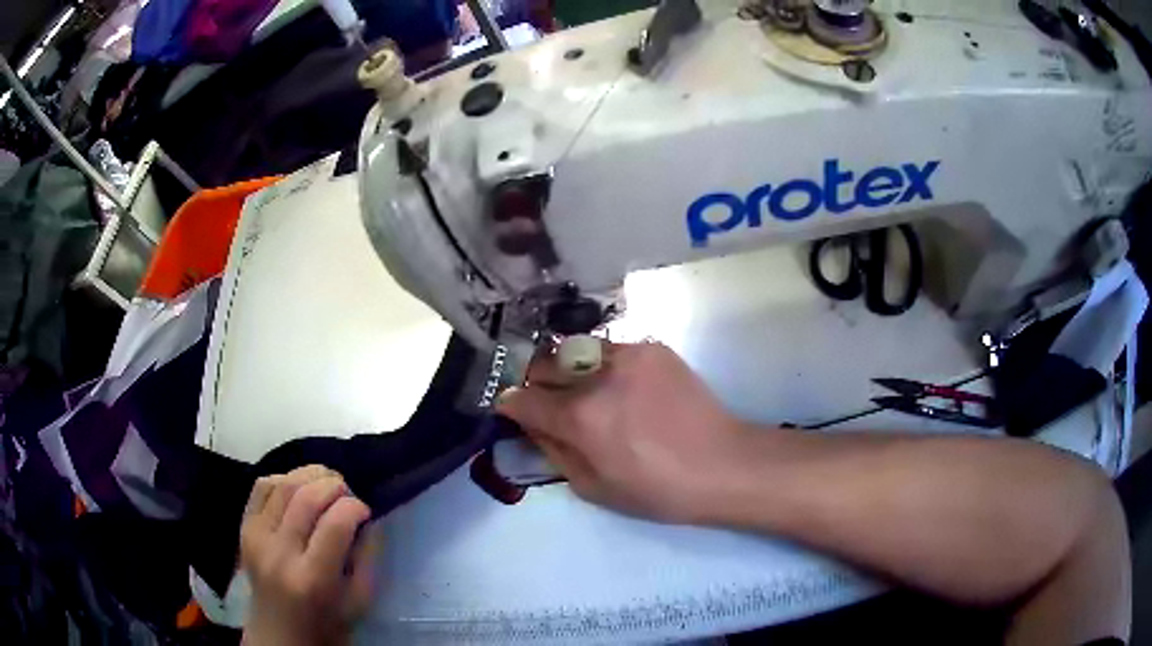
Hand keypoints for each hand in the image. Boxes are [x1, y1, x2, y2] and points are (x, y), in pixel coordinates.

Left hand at [240, 465, 374, 645]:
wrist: (278, 632)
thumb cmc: (327, 623)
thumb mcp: (359, 601)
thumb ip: (367, 557)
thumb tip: (368, 519)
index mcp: (313, 578)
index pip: (336, 523)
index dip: (356, 507)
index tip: (365, 511)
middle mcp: (280, 553)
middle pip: (307, 497)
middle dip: (336, 484)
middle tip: (349, 493)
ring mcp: (256, 537)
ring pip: (283, 484)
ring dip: (311, 475)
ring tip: (327, 483)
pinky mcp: (244, 527)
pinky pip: (262, 486)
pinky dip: (284, 478)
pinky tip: (299, 488)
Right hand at [496, 341, 752, 522]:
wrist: (722, 463)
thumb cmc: (657, 489)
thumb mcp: (593, 488)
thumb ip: (552, 450)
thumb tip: (530, 424)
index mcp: (580, 417)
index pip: (522, 397)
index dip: (511, 405)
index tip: (514, 412)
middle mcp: (598, 375)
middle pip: (543, 364)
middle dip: (536, 383)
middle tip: (550, 403)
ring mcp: (629, 354)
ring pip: (576, 351)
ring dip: (570, 371)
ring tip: (589, 394)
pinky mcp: (653, 347)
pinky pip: (611, 350)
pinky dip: (604, 367)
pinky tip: (625, 389)